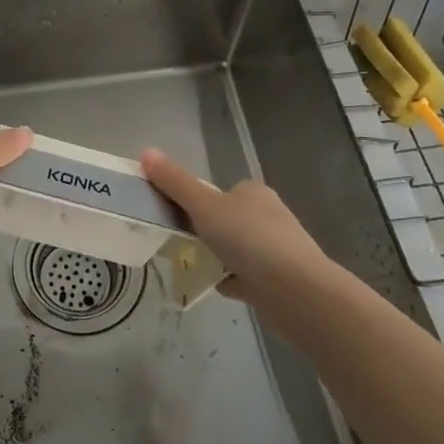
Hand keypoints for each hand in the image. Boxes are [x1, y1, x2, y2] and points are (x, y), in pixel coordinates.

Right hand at [141, 149, 338, 304]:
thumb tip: (146, 152)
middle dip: (206, 233)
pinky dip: (231, 279)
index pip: (221, 192)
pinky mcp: (280, 279)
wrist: (297, 292)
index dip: (198, 203)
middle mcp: (268, 216)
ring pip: (237, 249)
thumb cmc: (249, 240)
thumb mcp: (204, 206)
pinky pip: (247, 275)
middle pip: (227, 220)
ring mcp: (277, 249)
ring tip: (195, 267)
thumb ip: (175, 182)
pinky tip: (218, 286)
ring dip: (218, 257)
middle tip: (181, 244)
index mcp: (253, 192)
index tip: (177, 219)